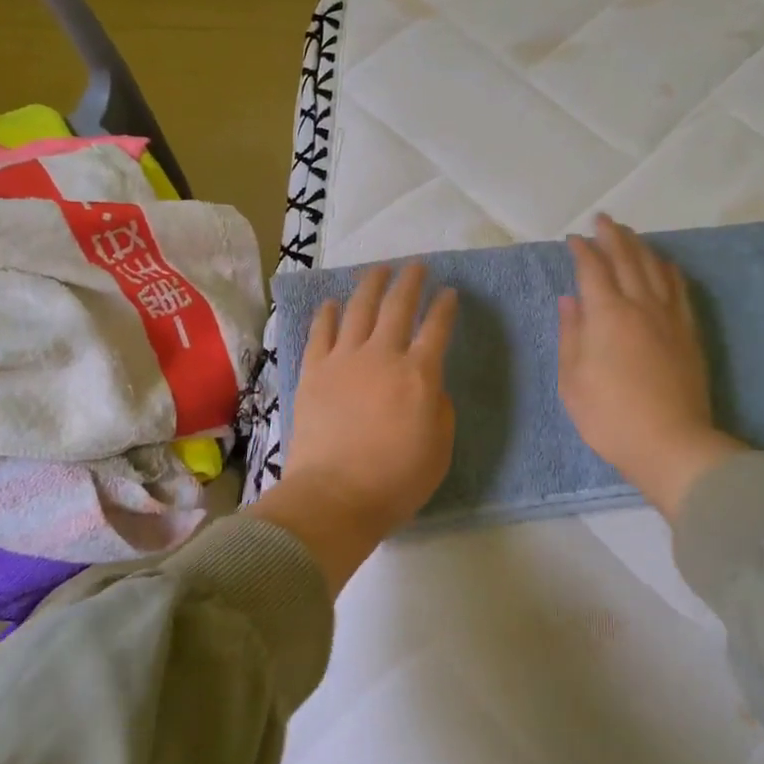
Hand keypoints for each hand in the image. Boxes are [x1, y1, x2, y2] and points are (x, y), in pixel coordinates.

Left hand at [251, 262, 457, 592]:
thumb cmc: (395, 480)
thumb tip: (429, 386)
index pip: (436, 328)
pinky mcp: (313, 371)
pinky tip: (332, 302)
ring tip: (378, 271)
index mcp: (418, 374)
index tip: (450, 293)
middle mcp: (382, 355)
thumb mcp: (440, 448)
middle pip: (398, 306)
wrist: (334, 496)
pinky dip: (327, 313)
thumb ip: (440, 408)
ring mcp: (343, 360)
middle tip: (416, 267)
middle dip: (410, 281)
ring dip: (371, 285)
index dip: (445, 307)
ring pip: (358, 309)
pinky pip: (321, 332)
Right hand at [558, 214, 741, 519]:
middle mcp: (640, 305)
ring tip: (629, 234)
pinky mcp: (689, 332)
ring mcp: (669, 317)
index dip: (581, 250)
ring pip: (655, 267)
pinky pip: (678, 288)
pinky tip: (663, 264)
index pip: (592, 269)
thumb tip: (570, 299)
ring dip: (639, 246)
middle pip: (627, 258)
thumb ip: (571, 334)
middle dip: (612, 236)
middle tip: (602, 220)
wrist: (671, 443)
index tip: (572, 238)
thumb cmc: (609, 416)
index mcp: (607, 314)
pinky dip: (668, 268)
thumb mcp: (572, 380)